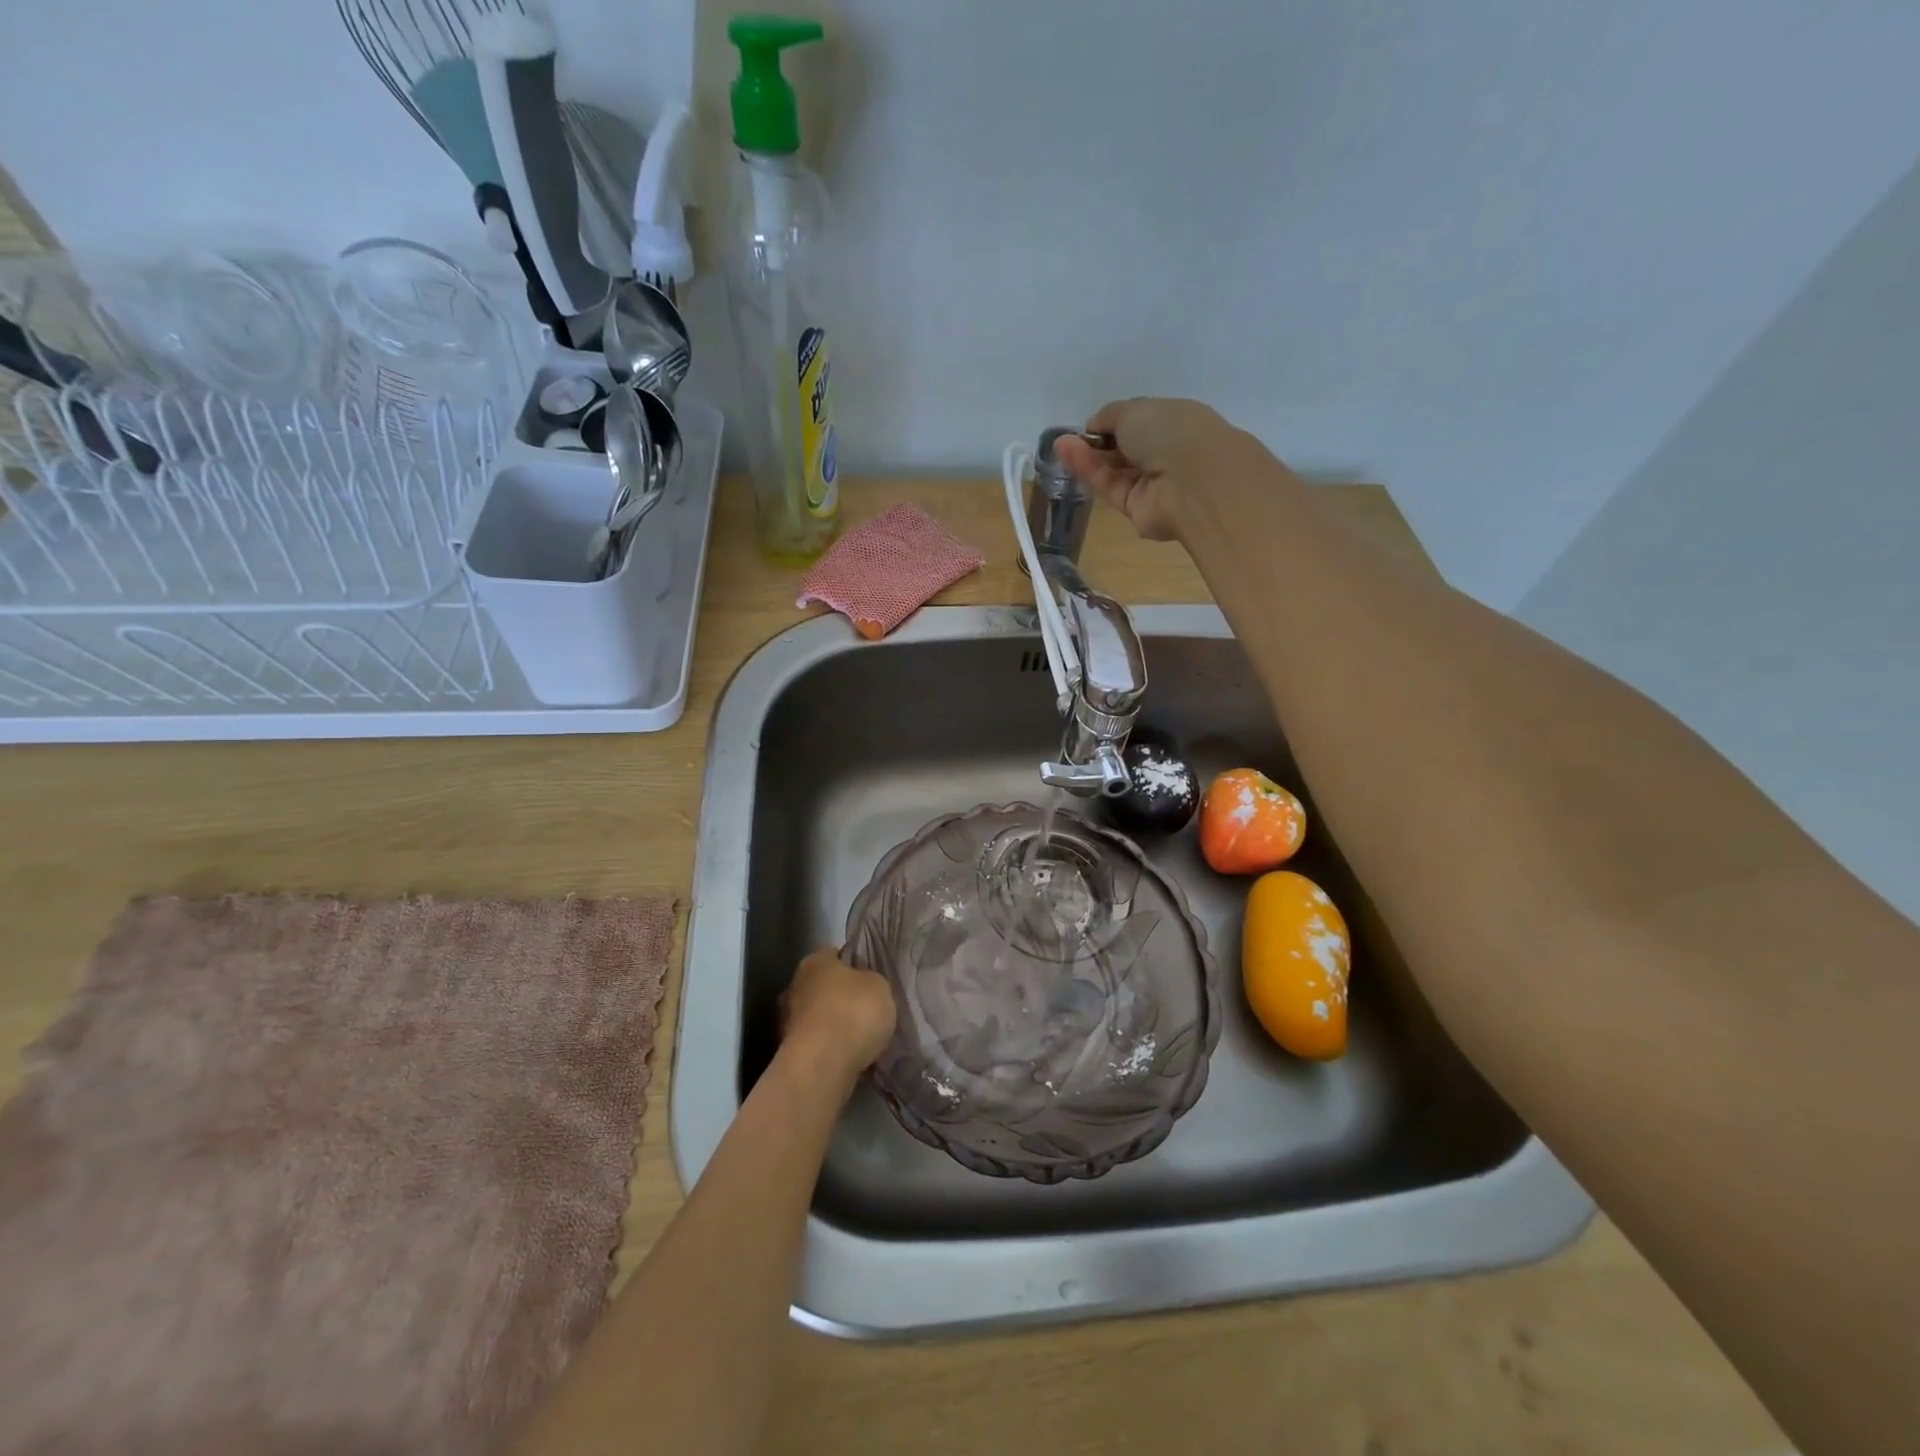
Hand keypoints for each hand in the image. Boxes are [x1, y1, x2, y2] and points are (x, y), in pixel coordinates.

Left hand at [778, 947, 897, 1090]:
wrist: (822, 1065)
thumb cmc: (853, 1013)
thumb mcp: (880, 987)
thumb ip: (871, 982)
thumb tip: (864, 985)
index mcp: (814, 961)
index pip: (835, 955)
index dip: (853, 965)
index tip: (869, 980)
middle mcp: (794, 985)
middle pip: (823, 986)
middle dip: (840, 997)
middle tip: (865, 1010)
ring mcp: (787, 1020)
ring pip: (818, 1016)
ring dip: (833, 1025)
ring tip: (860, 1039)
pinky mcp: (787, 1052)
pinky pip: (816, 1043)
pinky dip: (828, 1048)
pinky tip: (848, 1057)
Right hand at [1051, 397, 1271, 541]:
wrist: (1192, 482)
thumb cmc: (1171, 432)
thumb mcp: (1134, 409)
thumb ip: (1109, 416)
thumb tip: (1094, 427)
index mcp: (1174, 423)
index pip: (1139, 424)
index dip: (1112, 424)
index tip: (1090, 426)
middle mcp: (1165, 454)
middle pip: (1124, 450)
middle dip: (1096, 443)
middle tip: (1066, 439)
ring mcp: (1152, 485)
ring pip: (1114, 470)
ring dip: (1087, 456)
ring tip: (1060, 445)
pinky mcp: (1138, 510)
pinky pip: (1110, 487)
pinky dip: (1089, 472)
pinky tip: (1068, 455)